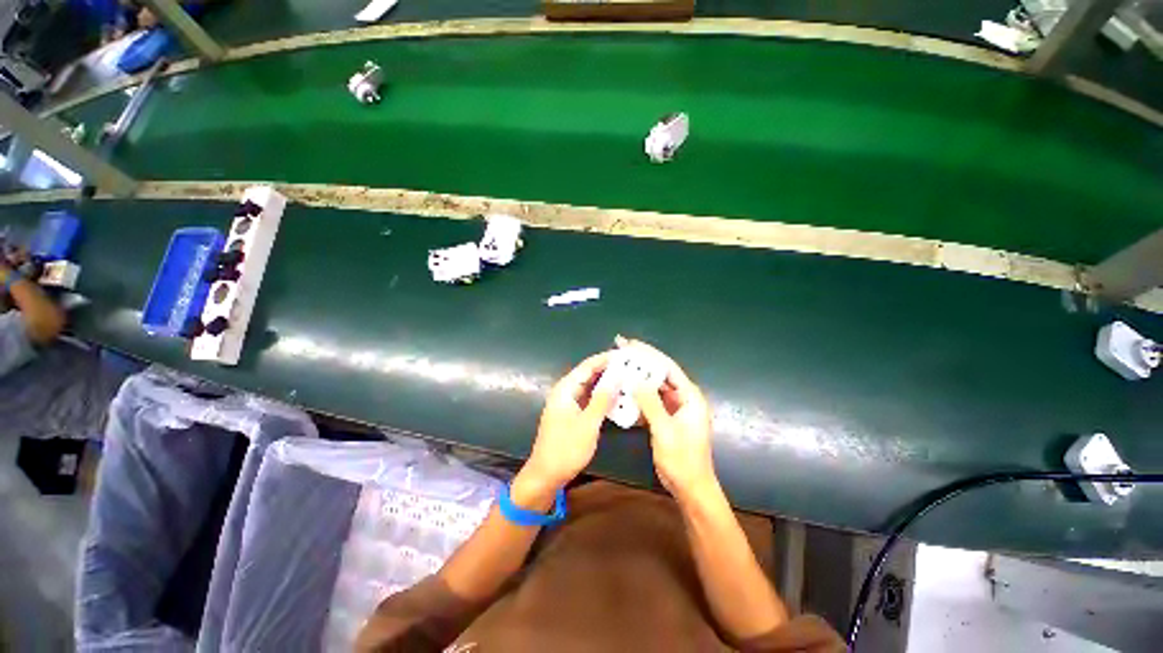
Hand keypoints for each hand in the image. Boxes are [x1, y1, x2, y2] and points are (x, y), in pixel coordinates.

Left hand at [520, 352, 615, 500]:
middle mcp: (566, 391)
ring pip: (590, 386)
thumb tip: (617, 377)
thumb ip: (602, 399)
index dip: (605, 359)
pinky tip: (617, 397)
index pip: (587, 366)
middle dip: (608, 369)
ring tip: (627, 378)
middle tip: (630, 366)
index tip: (624, 355)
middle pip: (588, 374)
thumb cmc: (566, 449)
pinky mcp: (573, 413)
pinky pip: (589, 398)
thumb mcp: (588, 424)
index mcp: (565, 389)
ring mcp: (568, 403)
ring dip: (606, 382)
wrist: (547, 474)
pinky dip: (602, 396)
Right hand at [625, 340, 716, 500]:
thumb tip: (635, 379)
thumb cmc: (682, 460)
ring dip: (637, 378)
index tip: (630, 344)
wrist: (690, 487)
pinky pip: (650, 401)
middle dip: (641, 362)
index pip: (667, 367)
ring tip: (619, 367)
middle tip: (620, 350)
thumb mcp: (665, 430)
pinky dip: (638, 396)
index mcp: (690, 396)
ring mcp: (674, 408)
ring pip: (653, 387)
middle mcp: (683, 398)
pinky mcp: (666, 418)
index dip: (649, 353)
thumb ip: (651, 403)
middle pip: (659, 373)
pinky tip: (623, 391)